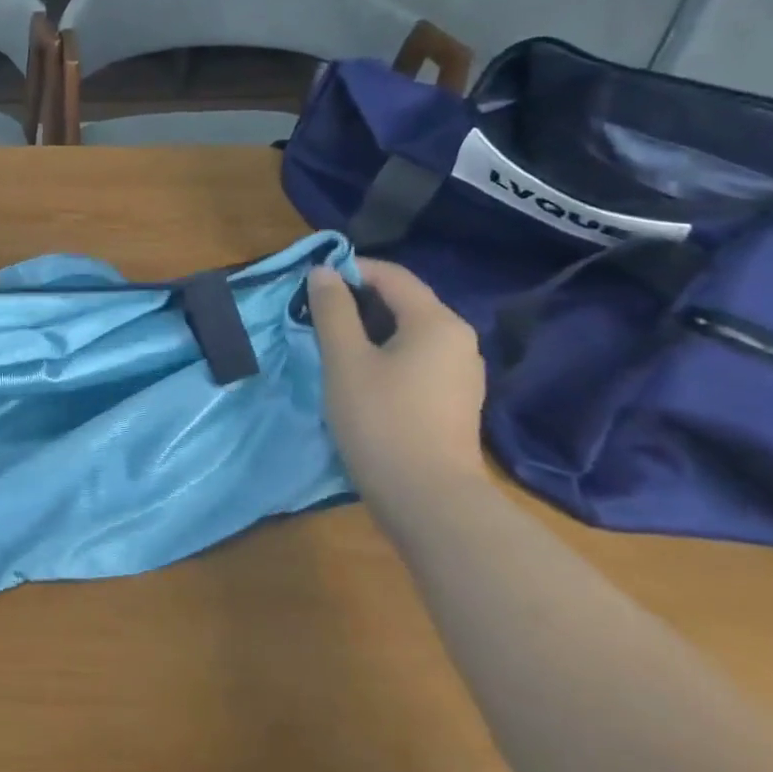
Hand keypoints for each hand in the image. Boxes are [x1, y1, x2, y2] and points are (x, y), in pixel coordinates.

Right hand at [305, 260, 488, 485]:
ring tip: (331, 344)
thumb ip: (332, 311)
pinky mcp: (454, 400)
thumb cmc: (382, 420)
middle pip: (403, 301)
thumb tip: (324, 272)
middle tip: (314, 313)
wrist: (429, 501)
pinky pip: (417, 359)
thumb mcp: (345, 360)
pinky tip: (360, 375)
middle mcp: (459, 339)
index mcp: (437, 322)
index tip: (311, 282)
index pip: (392, 275)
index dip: (350, 270)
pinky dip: (386, 354)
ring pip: (409, 332)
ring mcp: (461, 373)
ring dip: (369, 329)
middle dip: (357, 300)